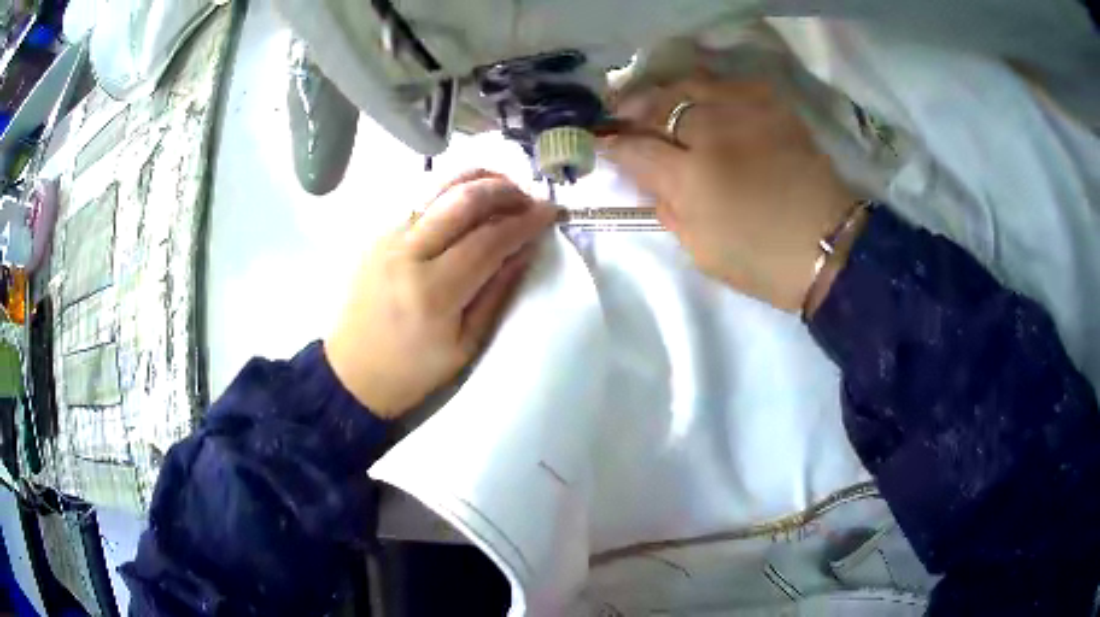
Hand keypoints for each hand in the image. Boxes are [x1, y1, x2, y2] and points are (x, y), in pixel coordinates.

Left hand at [324, 171, 555, 418]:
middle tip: (528, 198)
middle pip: (463, 200)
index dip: (524, 222)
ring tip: (504, 187)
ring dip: (477, 180)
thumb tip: (525, 250)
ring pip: (438, 188)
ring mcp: (388, 239)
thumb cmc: (412, 371)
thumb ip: (497, 293)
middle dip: (504, 190)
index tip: (550, 213)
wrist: (352, 372)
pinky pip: (420, 201)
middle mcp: (407, 254)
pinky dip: (451, 192)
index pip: (488, 240)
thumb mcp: (465, 345)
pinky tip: (469, 201)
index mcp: (433, 292)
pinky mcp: (377, 235)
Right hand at [604, 75, 858, 312]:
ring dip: (665, 92)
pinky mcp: (774, 107)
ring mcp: (747, 114)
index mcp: (692, 179)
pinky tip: (702, 100)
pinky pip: (730, 83)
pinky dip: (708, 89)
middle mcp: (715, 134)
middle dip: (631, 109)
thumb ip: (666, 208)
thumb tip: (645, 175)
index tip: (599, 142)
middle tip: (621, 116)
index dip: (611, 143)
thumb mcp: (701, 251)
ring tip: (657, 102)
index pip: (634, 148)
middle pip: (657, 105)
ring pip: (689, 85)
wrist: (829, 247)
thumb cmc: (762, 262)